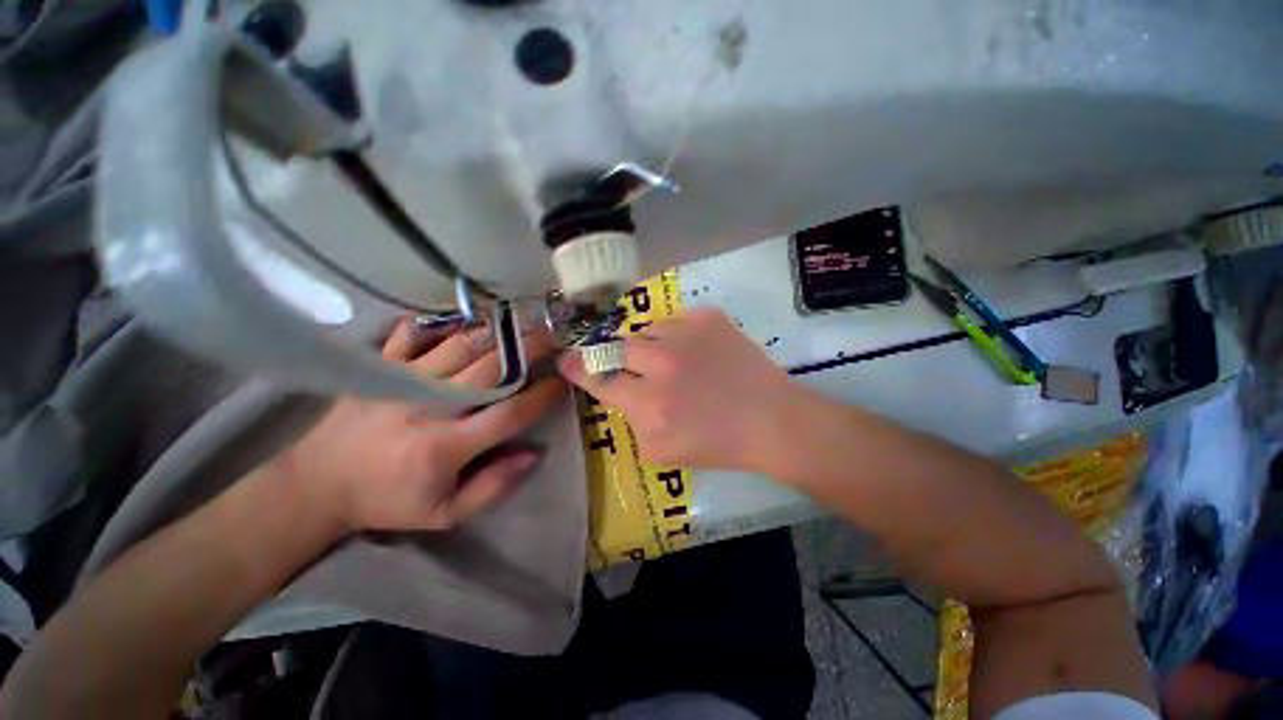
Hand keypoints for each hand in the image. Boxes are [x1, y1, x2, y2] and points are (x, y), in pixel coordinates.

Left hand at [278, 321, 565, 532]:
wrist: (317, 484)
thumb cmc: (388, 501)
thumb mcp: (444, 514)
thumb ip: (493, 487)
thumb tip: (534, 453)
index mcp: (445, 447)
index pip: (509, 413)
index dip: (542, 396)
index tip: (564, 381)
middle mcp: (428, 407)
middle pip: (490, 369)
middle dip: (528, 349)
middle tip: (553, 335)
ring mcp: (402, 381)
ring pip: (460, 346)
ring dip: (497, 331)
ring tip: (523, 321)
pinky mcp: (380, 367)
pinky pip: (415, 333)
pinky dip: (444, 321)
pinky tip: (468, 315)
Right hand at [557, 308, 802, 472]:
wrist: (770, 419)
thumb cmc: (717, 444)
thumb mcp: (661, 450)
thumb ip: (630, 421)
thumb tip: (617, 393)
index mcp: (649, 404)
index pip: (599, 379)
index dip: (578, 368)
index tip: (565, 360)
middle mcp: (662, 363)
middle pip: (615, 346)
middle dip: (612, 354)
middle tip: (624, 361)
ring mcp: (686, 335)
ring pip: (645, 331)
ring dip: (648, 346)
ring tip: (669, 361)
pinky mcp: (708, 318)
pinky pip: (674, 320)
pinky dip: (675, 336)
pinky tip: (693, 352)